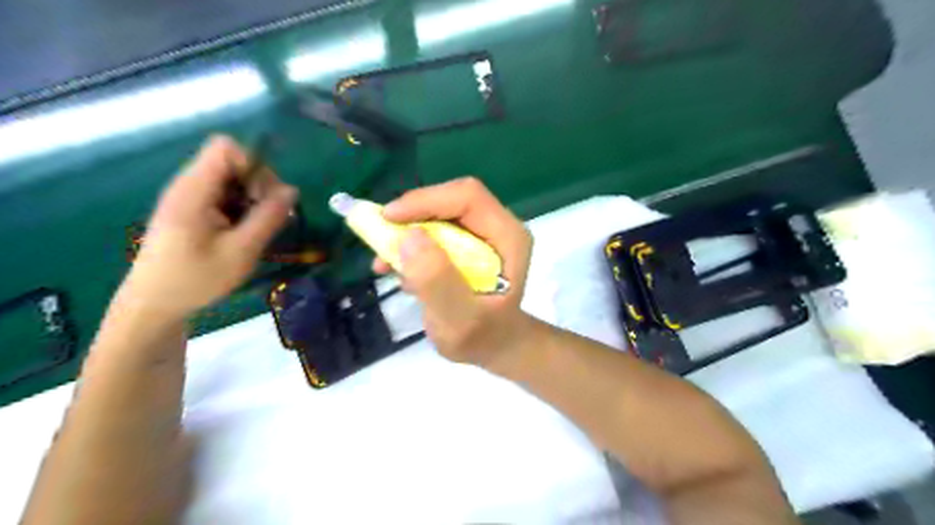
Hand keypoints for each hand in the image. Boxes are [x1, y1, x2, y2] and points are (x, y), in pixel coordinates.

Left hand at [119, 138, 293, 316]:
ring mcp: (189, 198)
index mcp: (194, 190)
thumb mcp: (241, 251)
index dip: (254, 166)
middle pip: (233, 163)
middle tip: (267, 218)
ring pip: (232, 181)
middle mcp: (189, 186)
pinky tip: (244, 234)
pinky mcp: (192, 211)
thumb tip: (292, 190)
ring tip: (257, 230)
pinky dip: (241, 209)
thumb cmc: (196, 280)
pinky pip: (224, 196)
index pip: (227, 148)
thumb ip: (268, 218)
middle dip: (258, 185)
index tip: (264, 198)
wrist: (154, 305)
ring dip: (252, 200)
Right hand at [374, 178, 533, 371]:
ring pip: (437, 213)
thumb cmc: (482, 337)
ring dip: (405, 231)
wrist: (492, 345)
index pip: (468, 198)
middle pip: (450, 200)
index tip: (388, 218)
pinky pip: (432, 229)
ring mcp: (481, 232)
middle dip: (412, 216)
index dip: (426, 200)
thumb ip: (437, 281)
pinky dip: (409, 244)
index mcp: (508, 237)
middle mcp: (497, 226)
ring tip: (385, 263)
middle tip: (379, 237)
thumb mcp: (459, 320)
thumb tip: (409, 237)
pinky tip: (397, 270)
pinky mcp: (464, 242)